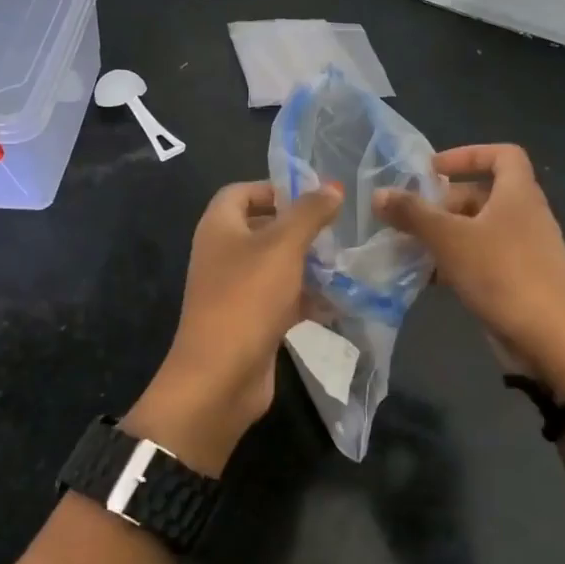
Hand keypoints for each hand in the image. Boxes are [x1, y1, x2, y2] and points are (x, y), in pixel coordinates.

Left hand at [129, 179, 342, 472]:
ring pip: (276, 266)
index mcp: (219, 227)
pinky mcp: (251, 321)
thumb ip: (309, 213)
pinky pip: (281, 299)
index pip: (241, 191)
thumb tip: (331, 187)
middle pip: (262, 228)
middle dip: (299, 228)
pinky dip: (306, 298)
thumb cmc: (247, 298)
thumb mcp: (283, 246)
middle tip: (336, 229)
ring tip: (344, 263)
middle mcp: (223, 254)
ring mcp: (235, 290)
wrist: (220, 376)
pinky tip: (338, 302)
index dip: (274, 188)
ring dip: (308, 264)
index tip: (312, 196)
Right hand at [374, 144, 564, 398]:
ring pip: (479, 231)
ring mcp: (524, 251)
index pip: (503, 154)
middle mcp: (526, 216)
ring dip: (445, 236)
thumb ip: (413, 214)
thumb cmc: (503, 275)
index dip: (468, 154)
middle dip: (444, 203)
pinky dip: (456, 263)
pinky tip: (429, 280)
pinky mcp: (519, 281)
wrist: (553, 341)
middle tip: (409, 217)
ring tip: (409, 248)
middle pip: (482, 195)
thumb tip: (379, 193)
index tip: (433, 169)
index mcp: (519, 194)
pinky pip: (483, 260)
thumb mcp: (450, 239)